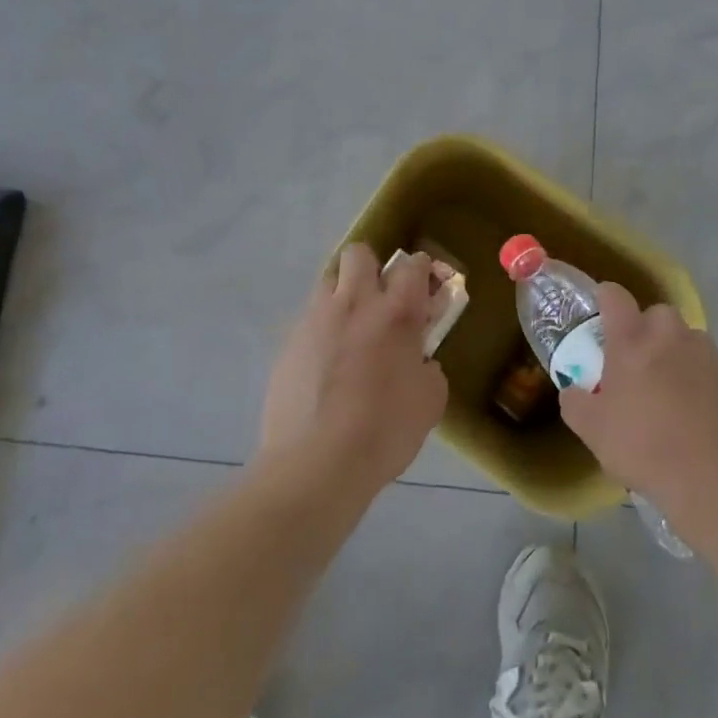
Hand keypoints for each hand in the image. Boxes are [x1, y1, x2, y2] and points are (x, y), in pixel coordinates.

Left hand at [260, 244, 449, 491]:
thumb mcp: (429, 402)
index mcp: (396, 312)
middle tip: (380, 301)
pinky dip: (320, 333)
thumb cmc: (384, 430)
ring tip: (349, 332)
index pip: (413, 266)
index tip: (426, 288)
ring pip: (327, 282)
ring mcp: (315, 320)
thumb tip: (418, 362)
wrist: (316, 463)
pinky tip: (324, 368)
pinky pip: (308, 322)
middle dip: (371, 268)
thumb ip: (428, 369)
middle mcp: (354, 303)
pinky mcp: (288, 344)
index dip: (422, 271)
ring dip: (342, 296)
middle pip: (359, 254)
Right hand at [560, 283, 717, 528]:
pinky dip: (706, 383)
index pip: (615, 296)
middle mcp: (672, 336)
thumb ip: (575, 402)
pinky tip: (703, 416)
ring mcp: (710, 356)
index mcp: (632, 341)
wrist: (714, 484)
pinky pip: (715, 371)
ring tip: (675, 392)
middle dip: (648, 330)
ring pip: (690, 341)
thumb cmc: (644, 449)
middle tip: (640, 363)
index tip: (603, 313)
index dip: (606, 298)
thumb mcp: (592, 431)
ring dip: (679, 355)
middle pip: (658, 314)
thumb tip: (573, 390)